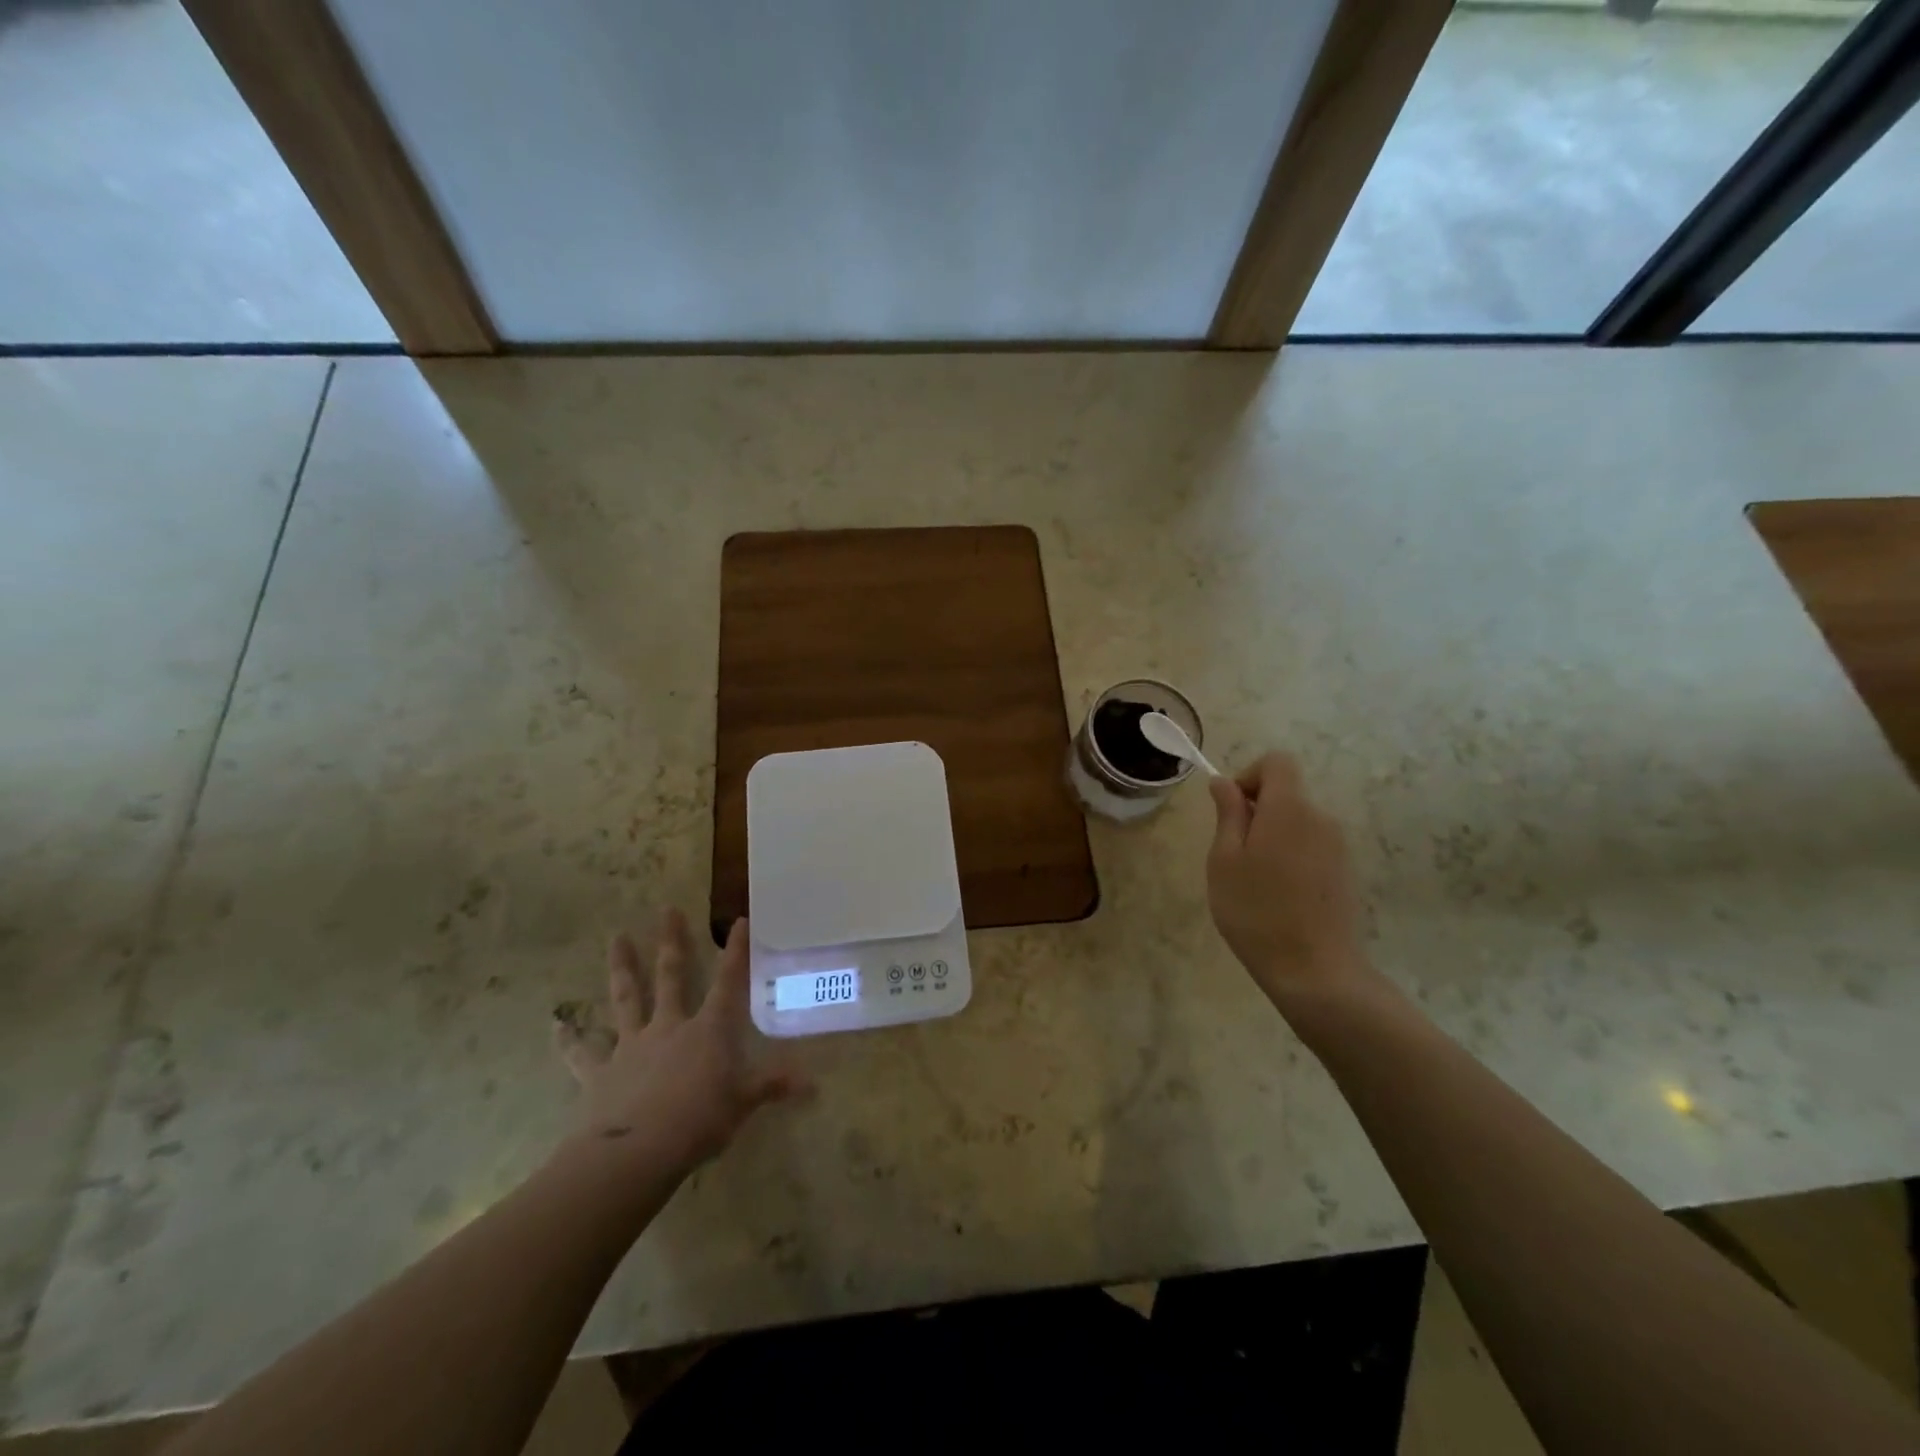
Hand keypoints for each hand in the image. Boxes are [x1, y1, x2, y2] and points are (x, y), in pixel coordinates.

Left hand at [554, 911, 805, 1176]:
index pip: (727, 982)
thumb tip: (814, 1083)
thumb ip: (773, 1086)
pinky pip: (582, 1053)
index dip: (735, 952)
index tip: (738, 921)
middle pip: (671, 976)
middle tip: (666, 909)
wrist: (636, 1151)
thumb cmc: (699, 1121)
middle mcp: (669, 1026)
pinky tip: (556, 1027)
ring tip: (616, 938)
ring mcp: (631, 1045)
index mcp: (707, 1030)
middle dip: (672, 942)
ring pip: (626, 999)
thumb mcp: (744, 1103)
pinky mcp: (600, 1072)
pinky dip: (569, 1041)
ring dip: (622, 968)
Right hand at [1207, 753, 1376, 1007]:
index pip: (1276, 762)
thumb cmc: (1256, 911)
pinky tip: (1279, 896)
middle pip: (1287, 793)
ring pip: (1298, 822)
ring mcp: (1339, 847)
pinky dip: (1291, 857)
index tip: (1231, 810)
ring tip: (1254, 880)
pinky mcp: (1346, 872)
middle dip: (1257, 811)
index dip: (1249, 775)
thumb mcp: (1224, 860)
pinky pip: (1312, 846)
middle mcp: (1321, 818)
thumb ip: (1227, 814)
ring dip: (1273, 836)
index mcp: (1289, 809)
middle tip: (1233, 854)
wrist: (1315, 971)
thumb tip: (1224, 782)